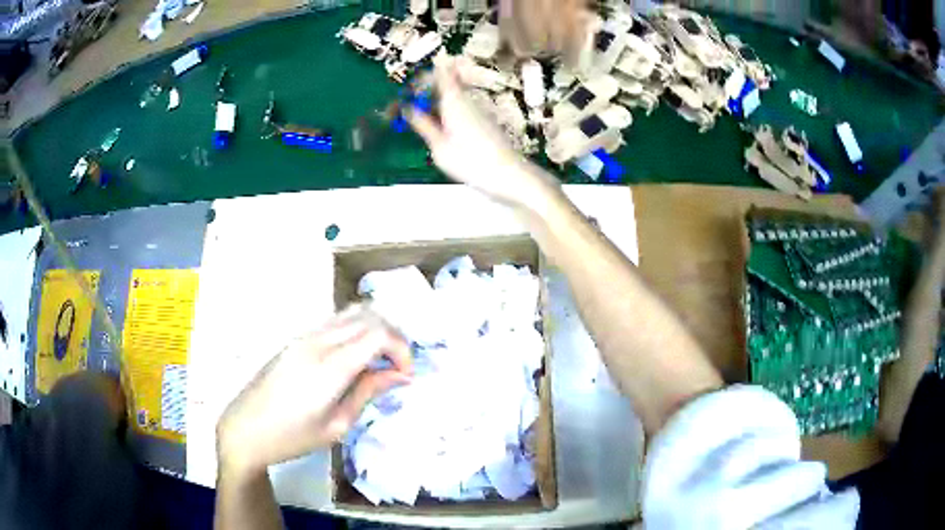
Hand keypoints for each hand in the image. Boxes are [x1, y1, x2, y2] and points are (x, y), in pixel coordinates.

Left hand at [216, 306, 411, 475]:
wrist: (245, 429)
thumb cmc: (292, 437)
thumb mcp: (337, 425)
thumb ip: (368, 392)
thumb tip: (399, 375)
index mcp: (329, 366)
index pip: (378, 333)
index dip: (402, 349)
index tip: (406, 375)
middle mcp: (317, 341)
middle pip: (368, 316)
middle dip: (393, 337)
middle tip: (398, 368)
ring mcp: (304, 336)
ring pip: (351, 313)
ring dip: (374, 329)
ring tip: (380, 361)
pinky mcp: (296, 339)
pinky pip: (335, 322)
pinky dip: (355, 330)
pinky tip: (355, 357)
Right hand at [407, 55, 558, 211]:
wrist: (508, 175)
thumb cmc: (470, 161)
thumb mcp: (439, 146)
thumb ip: (423, 125)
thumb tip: (407, 108)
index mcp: (454, 101)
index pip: (441, 73)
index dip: (425, 72)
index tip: (411, 82)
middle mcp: (466, 101)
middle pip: (445, 85)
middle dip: (426, 91)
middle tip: (407, 107)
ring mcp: (477, 111)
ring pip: (452, 98)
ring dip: (434, 104)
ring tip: (419, 120)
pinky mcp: (483, 123)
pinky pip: (459, 110)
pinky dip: (445, 114)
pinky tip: (438, 131)